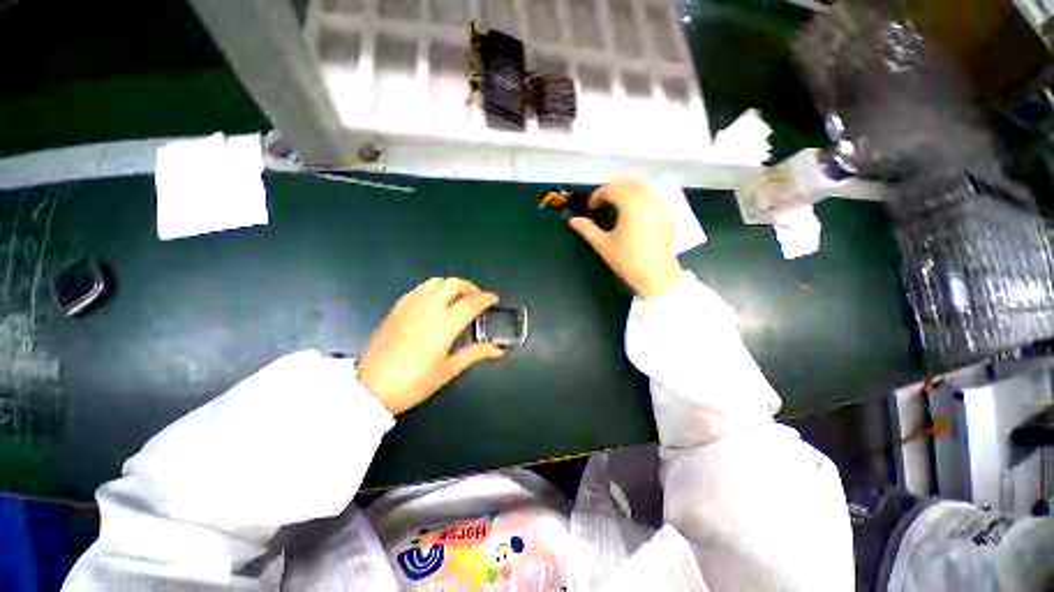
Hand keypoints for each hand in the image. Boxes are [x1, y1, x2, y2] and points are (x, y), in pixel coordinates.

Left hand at [357, 278, 504, 414]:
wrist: (370, 388)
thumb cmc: (414, 382)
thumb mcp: (448, 370)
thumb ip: (475, 354)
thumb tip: (499, 350)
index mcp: (443, 324)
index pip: (471, 303)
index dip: (486, 299)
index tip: (494, 300)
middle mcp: (428, 308)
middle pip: (453, 284)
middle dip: (469, 287)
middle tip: (476, 298)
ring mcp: (410, 306)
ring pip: (435, 282)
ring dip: (451, 285)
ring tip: (456, 299)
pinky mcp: (397, 308)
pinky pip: (419, 289)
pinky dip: (433, 289)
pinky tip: (434, 302)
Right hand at [569, 179, 683, 298]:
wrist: (657, 276)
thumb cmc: (627, 260)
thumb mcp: (603, 245)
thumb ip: (587, 229)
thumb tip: (572, 220)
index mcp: (631, 204)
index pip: (611, 188)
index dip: (598, 195)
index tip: (591, 207)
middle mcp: (648, 198)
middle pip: (627, 183)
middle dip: (612, 190)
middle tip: (602, 204)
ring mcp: (661, 205)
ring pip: (642, 186)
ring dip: (627, 191)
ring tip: (617, 206)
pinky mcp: (668, 213)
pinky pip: (653, 195)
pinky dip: (641, 196)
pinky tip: (634, 212)